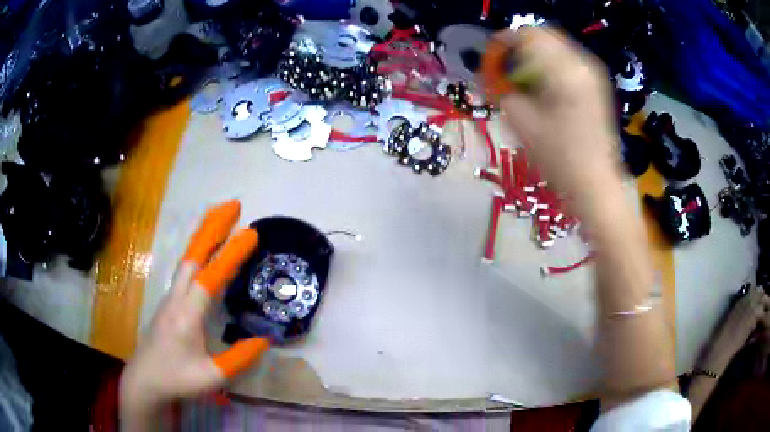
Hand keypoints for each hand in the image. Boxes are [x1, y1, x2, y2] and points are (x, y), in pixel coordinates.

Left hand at [119, 200, 268, 427]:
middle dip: (212, 227)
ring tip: (220, 217)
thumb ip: (240, 359)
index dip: (230, 254)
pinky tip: (206, 253)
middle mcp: (176, 299)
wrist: (145, 381)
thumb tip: (265, 339)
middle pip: (193, 256)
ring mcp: (170, 299)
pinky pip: (184, 271)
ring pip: (187, 260)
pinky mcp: (168, 304)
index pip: (210, 278)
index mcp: (187, 315)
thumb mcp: (212, 377)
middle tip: (233, 206)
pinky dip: (198, 252)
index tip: (251, 233)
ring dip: (204, 235)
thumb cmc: (177, 380)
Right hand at [494, 27, 619, 203]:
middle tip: (508, 69)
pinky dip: (551, 66)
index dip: (505, 42)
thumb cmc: (558, 157)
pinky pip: (568, 61)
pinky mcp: (597, 85)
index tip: (493, 58)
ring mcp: (593, 74)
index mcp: (564, 70)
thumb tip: (491, 75)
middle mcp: (582, 64)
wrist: (595, 182)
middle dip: (522, 47)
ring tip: (526, 79)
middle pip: (544, 36)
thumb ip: (501, 89)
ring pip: (557, 47)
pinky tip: (546, 87)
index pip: (528, 35)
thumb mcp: (521, 122)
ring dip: (536, 56)